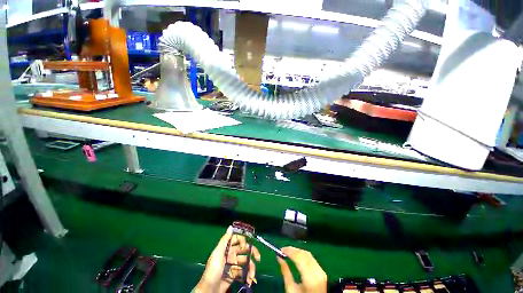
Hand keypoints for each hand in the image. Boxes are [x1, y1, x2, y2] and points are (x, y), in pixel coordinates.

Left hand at [195, 226, 260, 292]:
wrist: (210, 290)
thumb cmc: (213, 270)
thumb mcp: (217, 254)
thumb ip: (225, 240)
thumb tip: (231, 226)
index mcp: (227, 248)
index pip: (237, 240)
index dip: (242, 240)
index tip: (245, 246)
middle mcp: (231, 255)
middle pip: (244, 250)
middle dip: (252, 252)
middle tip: (258, 258)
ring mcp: (234, 265)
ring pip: (246, 262)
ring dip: (251, 268)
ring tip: (252, 276)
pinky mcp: (235, 275)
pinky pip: (244, 272)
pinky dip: (248, 276)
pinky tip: (249, 280)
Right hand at [277, 247, 326, 292]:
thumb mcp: (291, 290)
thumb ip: (285, 273)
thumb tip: (279, 258)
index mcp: (310, 278)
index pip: (299, 257)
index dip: (289, 250)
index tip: (280, 249)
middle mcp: (317, 272)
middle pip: (304, 253)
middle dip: (292, 250)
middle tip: (283, 250)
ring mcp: (321, 271)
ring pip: (308, 254)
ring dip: (297, 251)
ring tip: (288, 252)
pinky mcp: (322, 271)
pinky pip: (311, 258)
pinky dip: (302, 255)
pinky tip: (296, 256)